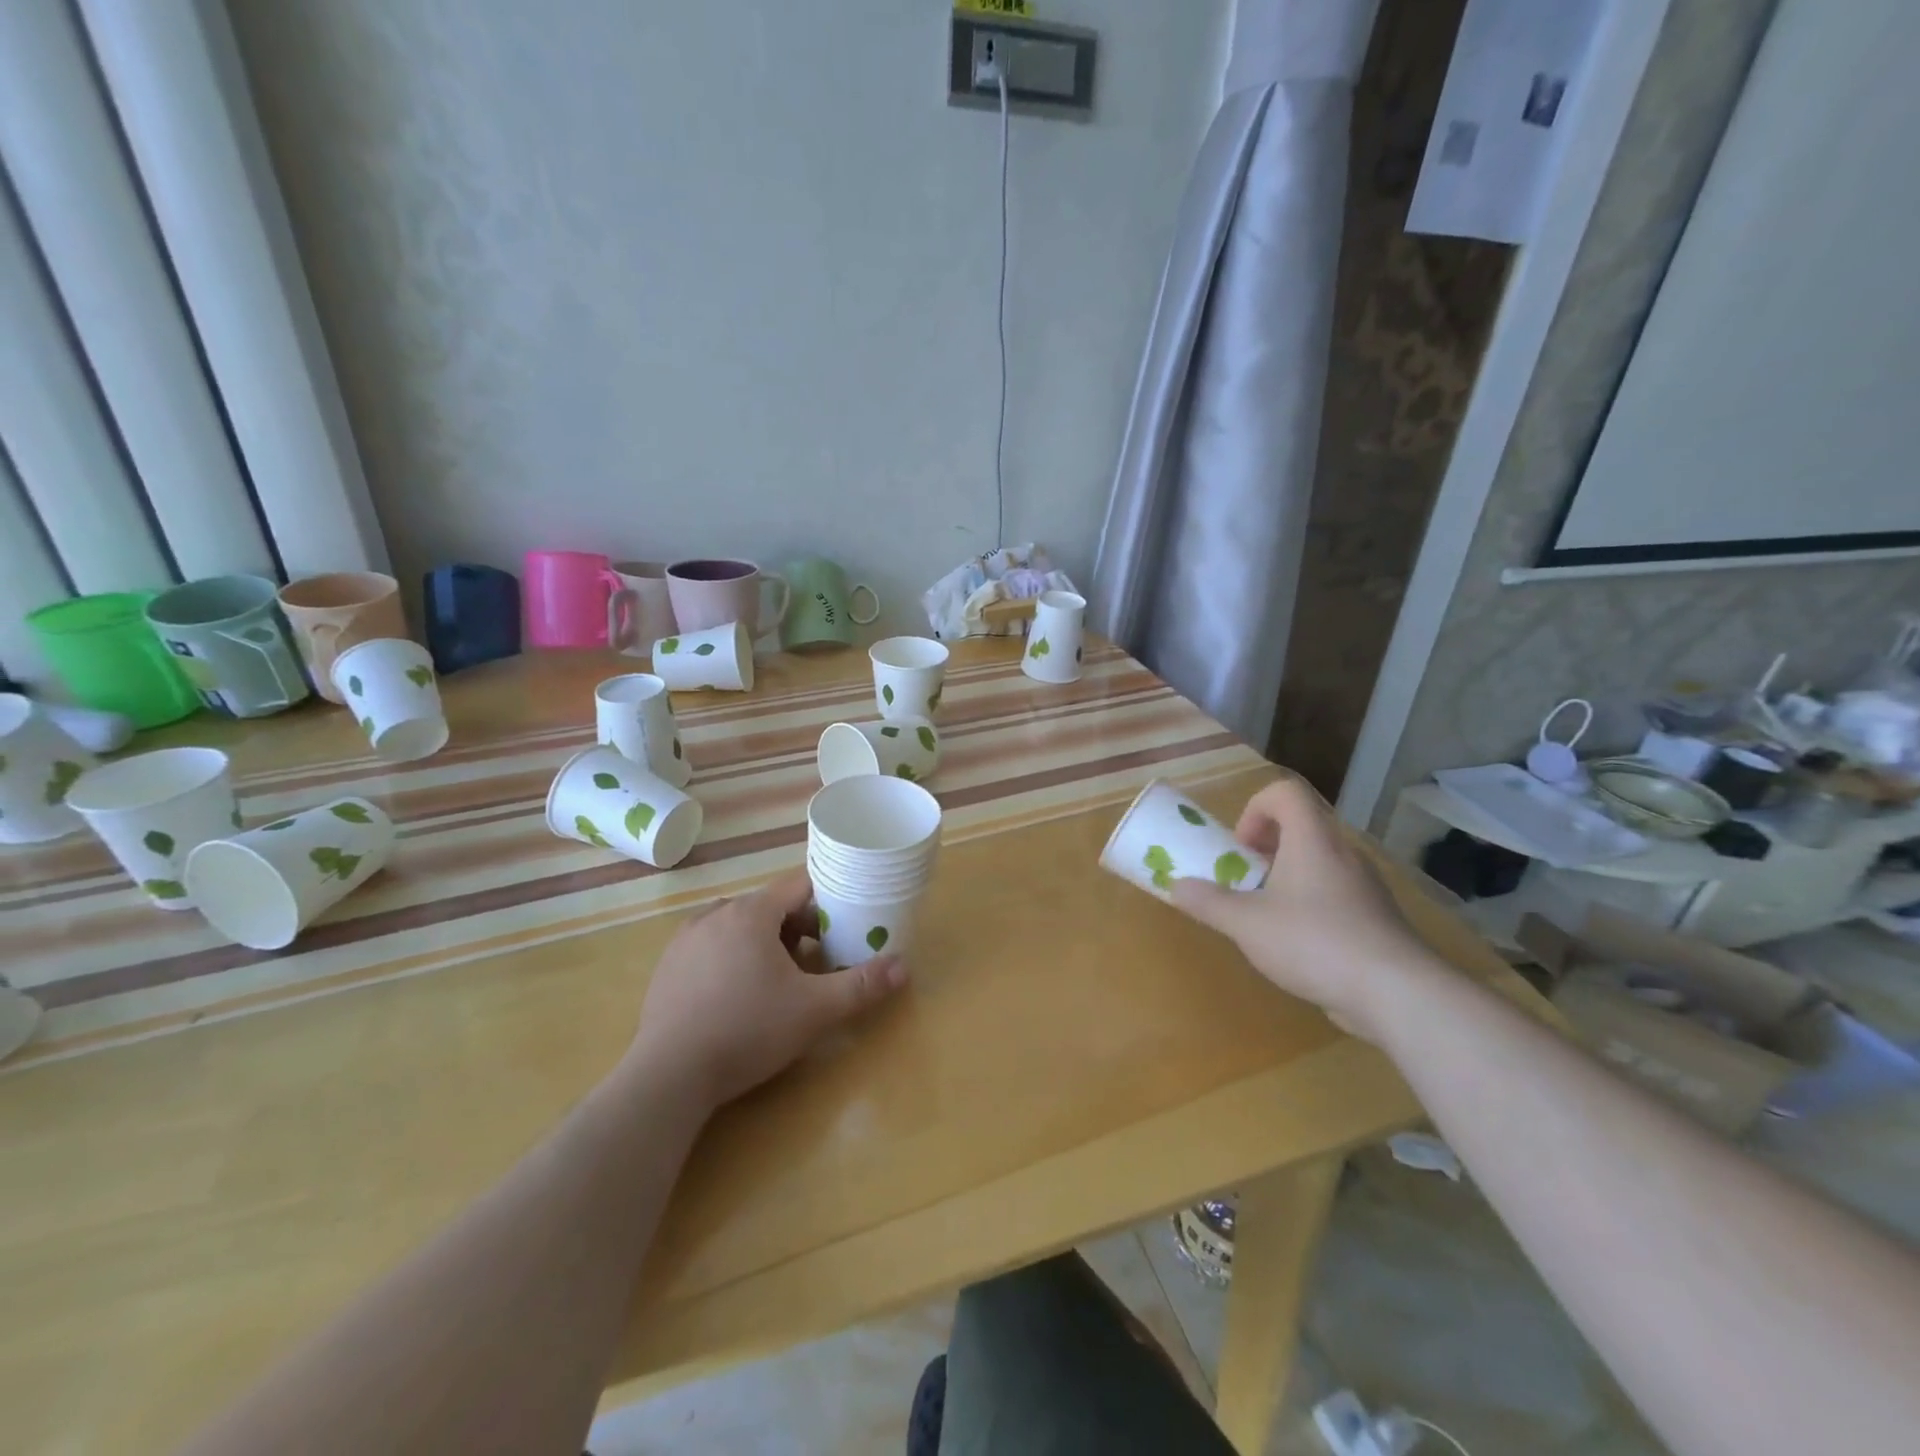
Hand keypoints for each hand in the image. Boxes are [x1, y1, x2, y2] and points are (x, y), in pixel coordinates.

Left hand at [628, 871, 906, 1110]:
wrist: (669, 1076)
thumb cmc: (748, 1031)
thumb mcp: (815, 1010)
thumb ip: (861, 985)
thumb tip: (903, 966)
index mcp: (752, 913)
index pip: (799, 885)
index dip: (828, 899)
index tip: (846, 922)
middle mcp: (717, 914)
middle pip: (769, 906)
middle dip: (798, 927)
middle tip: (818, 960)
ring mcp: (686, 939)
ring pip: (738, 925)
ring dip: (764, 941)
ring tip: (779, 979)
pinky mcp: (668, 966)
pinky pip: (711, 946)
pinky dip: (732, 957)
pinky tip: (737, 995)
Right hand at [1170, 777, 1437, 1042]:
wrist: (1397, 992)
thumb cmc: (1314, 942)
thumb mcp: (1246, 924)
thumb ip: (1208, 902)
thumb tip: (1177, 886)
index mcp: (1312, 840)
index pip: (1285, 792)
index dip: (1255, 809)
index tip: (1240, 849)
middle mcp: (1342, 853)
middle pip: (1302, 827)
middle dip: (1266, 849)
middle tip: (1246, 881)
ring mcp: (1365, 886)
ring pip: (1320, 862)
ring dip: (1288, 878)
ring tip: (1268, 916)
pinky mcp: (1377, 918)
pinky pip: (1337, 894)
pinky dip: (1312, 905)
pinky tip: (1299, 945)